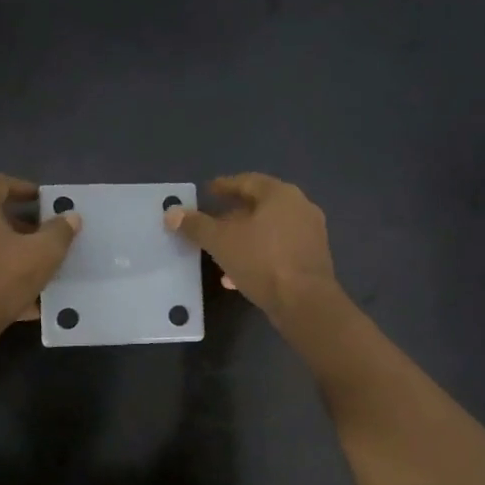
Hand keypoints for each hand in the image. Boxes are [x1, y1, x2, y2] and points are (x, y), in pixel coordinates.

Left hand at [0, 174, 80, 344]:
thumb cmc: (2, 277)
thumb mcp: (43, 253)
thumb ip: (59, 232)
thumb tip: (70, 217)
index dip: (22, 188)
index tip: (42, 201)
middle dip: (19, 227)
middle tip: (43, 239)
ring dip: (8, 254)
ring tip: (35, 271)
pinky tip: (22, 300)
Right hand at [164, 173, 337, 317]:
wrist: (305, 302)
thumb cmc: (262, 261)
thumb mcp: (221, 241)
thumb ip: (196, 225)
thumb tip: (171, 212)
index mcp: (280, 194)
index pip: (247, 181)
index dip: (223, 186)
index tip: (207, 192)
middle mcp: (300, 207)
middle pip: (259, 206)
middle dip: (232, 216)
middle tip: (211, 224)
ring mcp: (310, 234)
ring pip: (268, 231)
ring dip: (243, 239)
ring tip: (220, 253)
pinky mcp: (312, 260)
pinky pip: (278, 250)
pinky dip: (257, 256)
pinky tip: (237, 275)